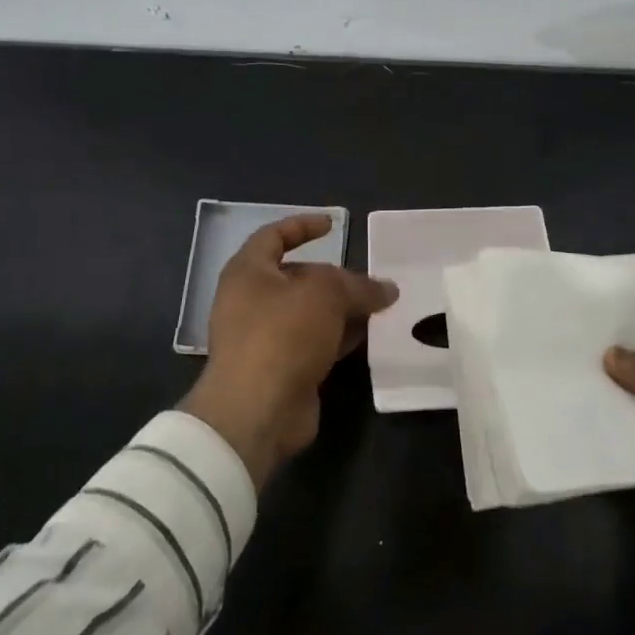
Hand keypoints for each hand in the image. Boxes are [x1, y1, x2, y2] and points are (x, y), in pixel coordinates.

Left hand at [180, 214, 397, 489]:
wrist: (257, 410)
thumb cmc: (282, 334)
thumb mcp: (326, 295)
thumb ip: (358, 285)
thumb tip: (386, 289)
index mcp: (248, 272)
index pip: (274, 236)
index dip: (302, 225)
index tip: (332, 224)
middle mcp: (251, 301)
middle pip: (298, 277)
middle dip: (335, 277)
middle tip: (370, 279)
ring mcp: (264, 338)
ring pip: (310, 313)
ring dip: (342, 310)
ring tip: (380, 307)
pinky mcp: (281, 368)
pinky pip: (314, 343)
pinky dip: (339, 337)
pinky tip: (368, 337)